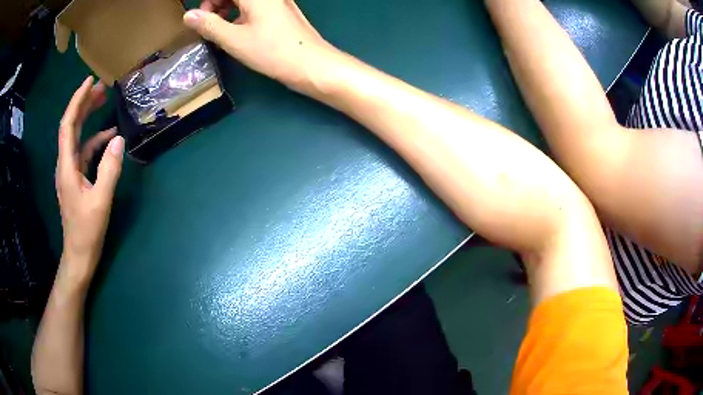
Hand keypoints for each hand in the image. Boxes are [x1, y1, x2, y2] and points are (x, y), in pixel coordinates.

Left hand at [56, 76, 123, 282]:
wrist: (79, 255)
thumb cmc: (87, 231)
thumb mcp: (100, 201)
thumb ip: (109, 169)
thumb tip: (118, 140)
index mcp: (67, 166)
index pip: (67, 125)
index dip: (77, 101)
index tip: (89, 82)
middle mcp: (65, 164)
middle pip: (71, 126)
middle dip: (84, 104)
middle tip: (101, 87)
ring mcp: (70, 171)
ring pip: (77, 137)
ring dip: (88, 119)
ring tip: (104, 102)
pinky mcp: (76, 179)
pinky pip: (84, 152)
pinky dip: (94, 140)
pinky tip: (108, 138)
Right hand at [184, 0, 338, 91]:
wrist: (311, 64)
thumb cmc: (271, 51)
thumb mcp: (233, 39)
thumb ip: (209, 25)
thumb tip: (189, 15)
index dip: (209, 2)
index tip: (200, 18)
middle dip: (216, 4)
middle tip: (208, 24)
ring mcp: (277, 1)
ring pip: (244, 0)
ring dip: (227, 10)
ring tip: (220, 30)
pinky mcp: (281, 11)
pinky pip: (255, 6)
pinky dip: (240, 15)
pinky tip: (236, 32)